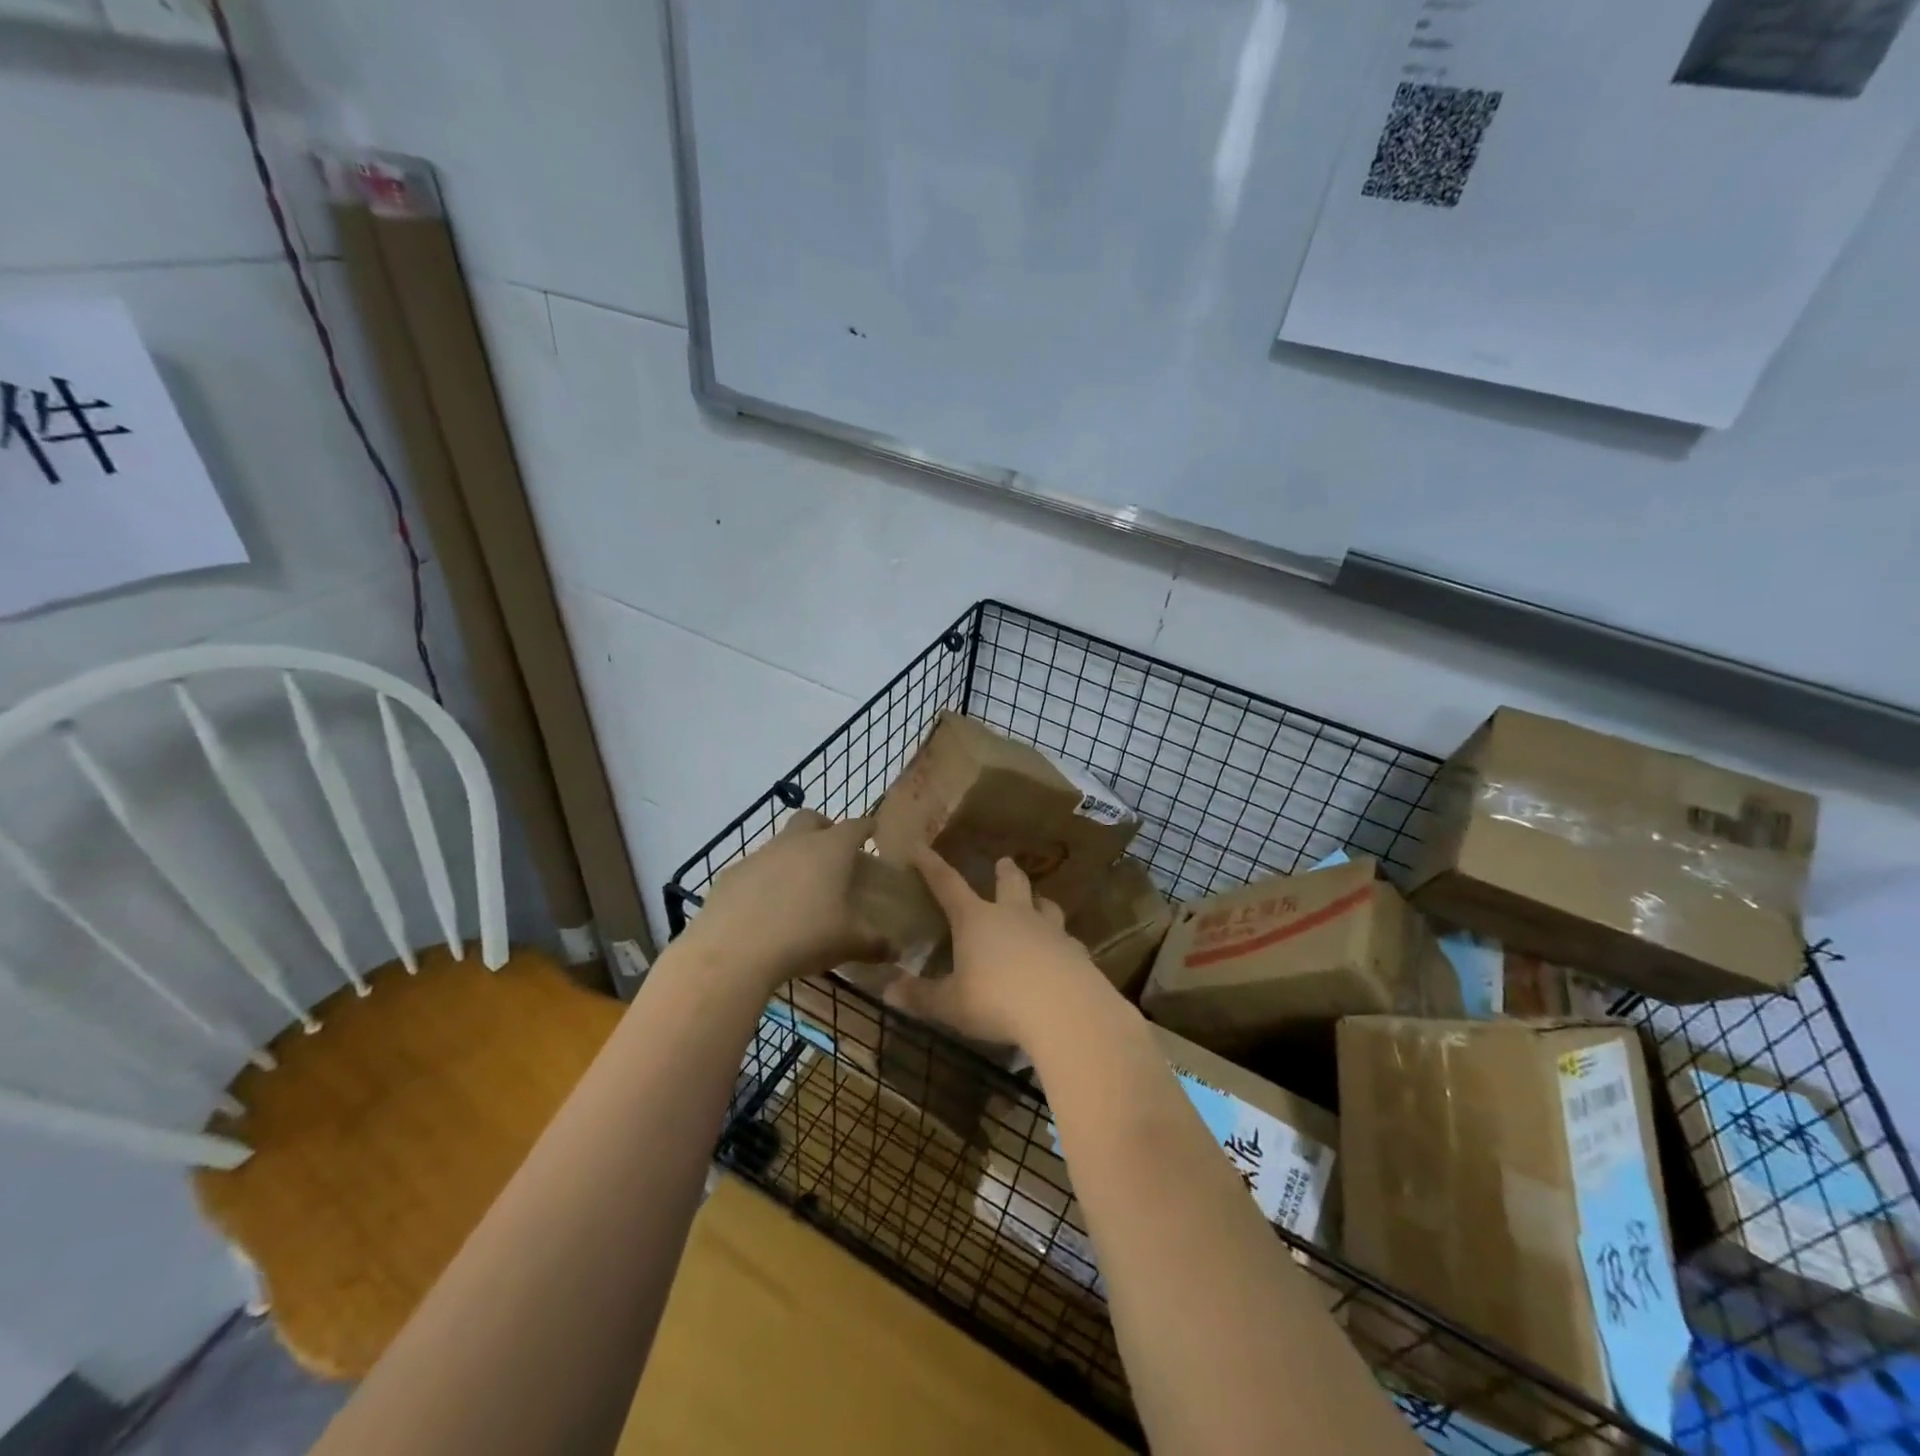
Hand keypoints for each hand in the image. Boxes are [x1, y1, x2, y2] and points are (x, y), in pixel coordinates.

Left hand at [681, 810, 889, 992]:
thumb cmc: (804, 937)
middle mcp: (795, 842)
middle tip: (833, 851)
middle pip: (812, 818)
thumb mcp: (848, 944)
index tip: (872, 830)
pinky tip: (764, 908)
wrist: (734, 951)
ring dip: (792, 855)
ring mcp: (759, 855)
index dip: (866, 827)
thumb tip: (896, 951)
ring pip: (780, 842)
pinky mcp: (731, 874)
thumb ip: (875, 944)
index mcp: (831, 850)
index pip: (855, 826)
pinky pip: (753, 869)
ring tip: (798, 888)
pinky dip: (763, 880)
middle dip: (825, 827)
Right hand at [884, 845, 1111, 1048]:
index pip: (947, 885)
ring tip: (1040, 901)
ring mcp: (1049, 930)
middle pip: (1010, 883)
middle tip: (1005, 862)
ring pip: (1045, 905)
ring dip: (1039, 900)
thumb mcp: (951, 1004)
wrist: (1064, 1009)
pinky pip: (1067, 939)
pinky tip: (1064, 951)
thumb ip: (921, 997)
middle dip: (1005, 871)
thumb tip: (888, 991)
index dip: (931, 866)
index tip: (919, 847)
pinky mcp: (1075, 952)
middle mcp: (1013, 916)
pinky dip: (1062, 941)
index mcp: (976, 920)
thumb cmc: (997, 1001)